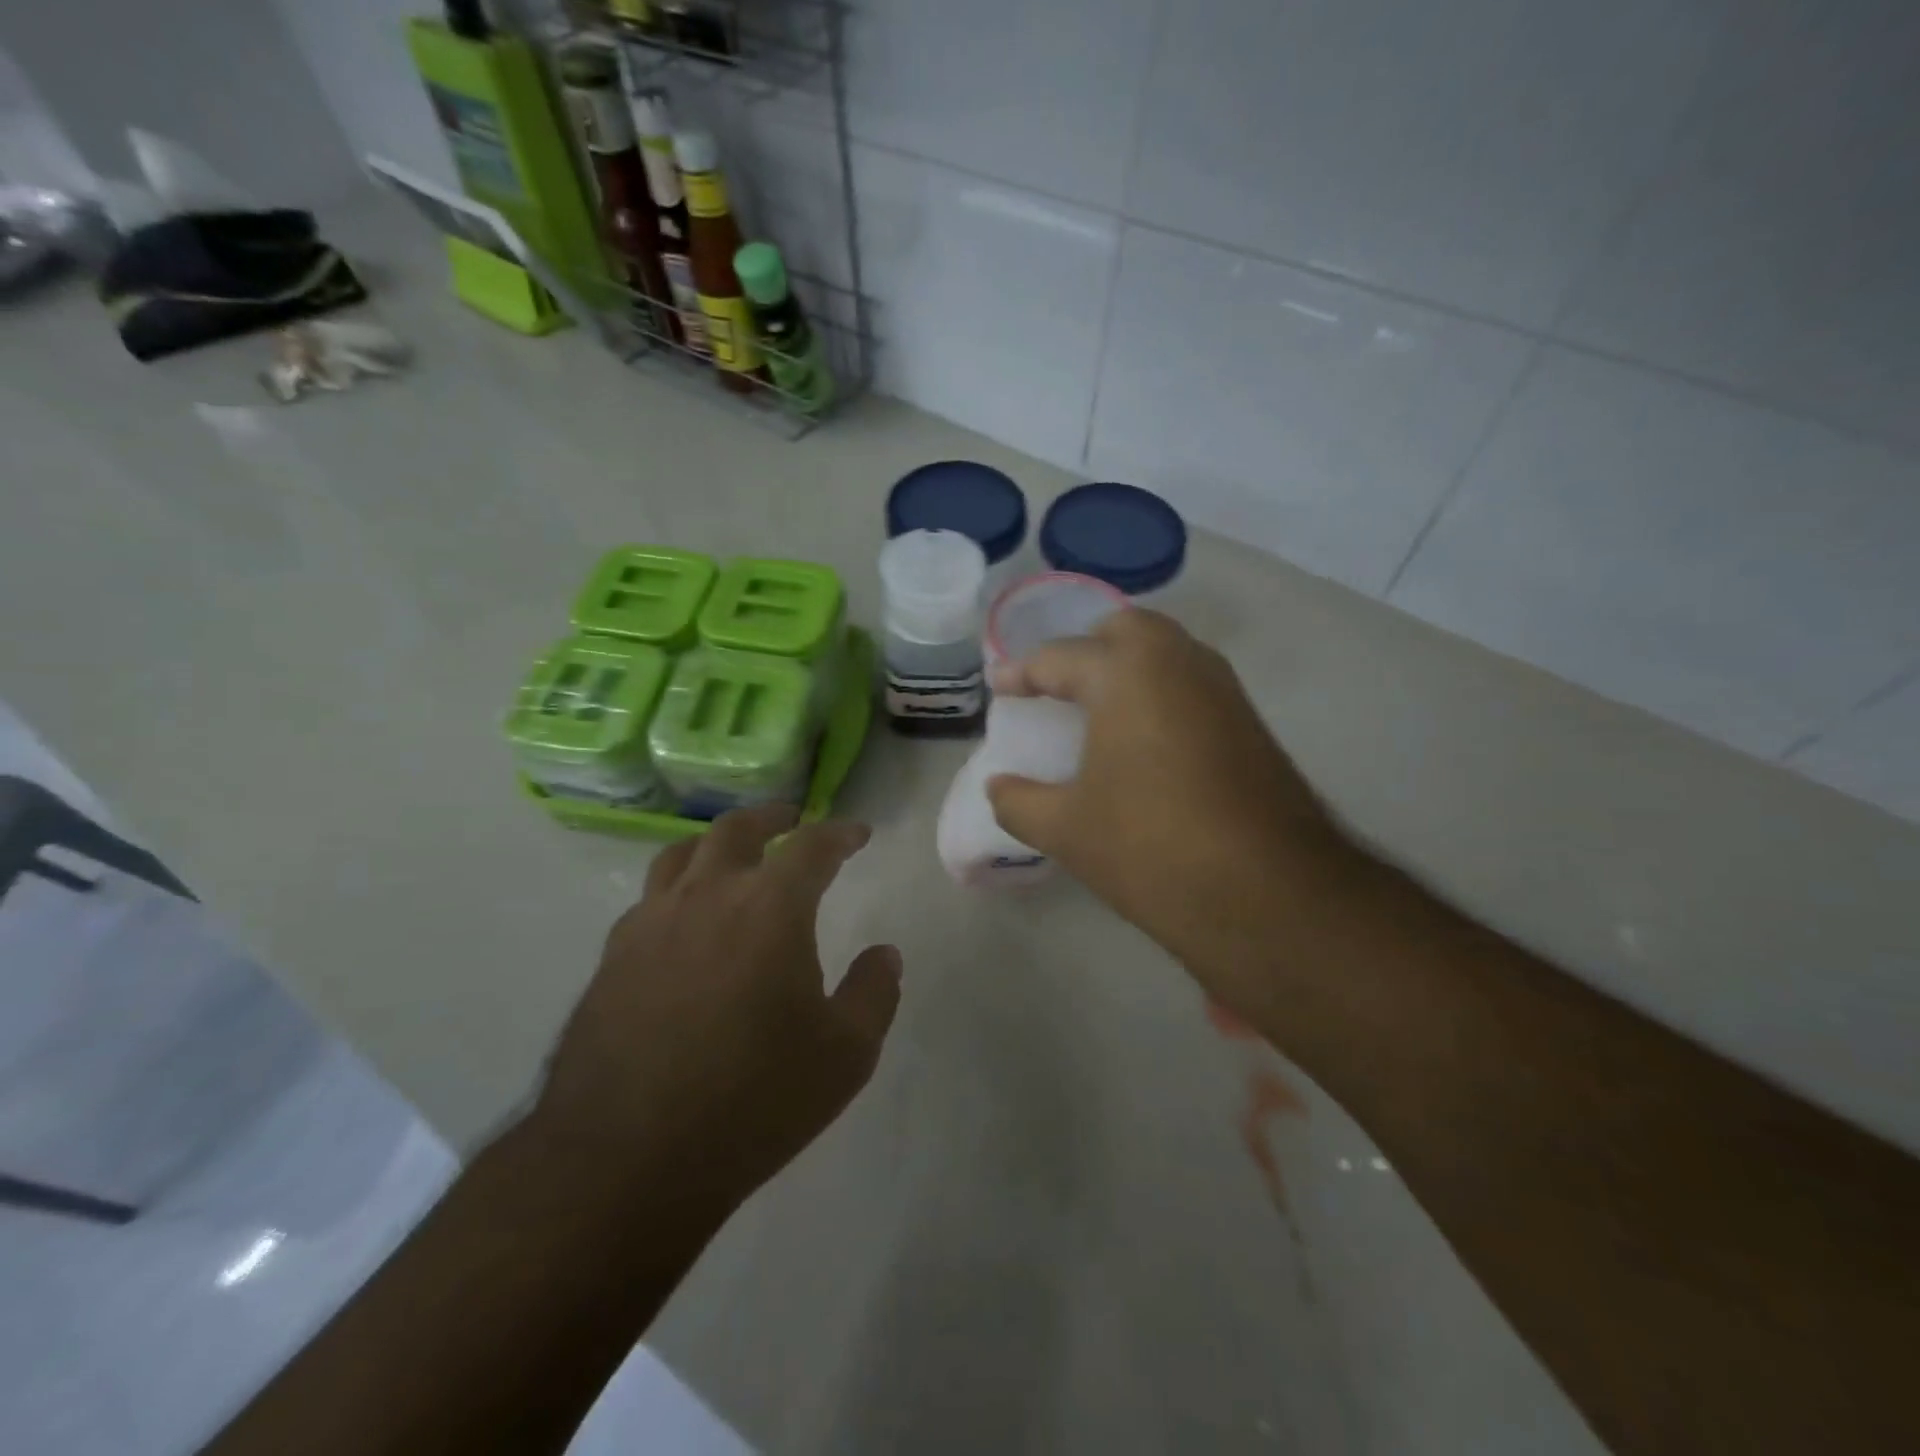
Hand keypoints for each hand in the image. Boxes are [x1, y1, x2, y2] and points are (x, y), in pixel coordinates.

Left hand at [533, 806, 901, 1216]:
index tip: (857, 833)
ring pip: (681, 854)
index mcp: (770, 907)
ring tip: (733, 854)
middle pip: (736, 830)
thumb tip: (884, 954)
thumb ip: (873, 993)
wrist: (626, 1160)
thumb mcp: (845, 1054)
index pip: (812, 846)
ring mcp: (650, 923)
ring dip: (716, 843)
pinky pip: (649, 900)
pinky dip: (678, 889)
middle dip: (772, 818)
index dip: (840, 833)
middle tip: (791, 820)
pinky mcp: (612, 958)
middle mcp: (707, 896)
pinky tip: (685, 920)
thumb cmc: (754, 1100)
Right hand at [986, 610, 1352, 1017]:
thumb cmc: (1150, 848)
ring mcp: (1223, 690)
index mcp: (1127, 673)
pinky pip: (1192, 685)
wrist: (1269, 896)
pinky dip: (1160, 693)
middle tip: (1056, 687)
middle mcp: (1180, 662)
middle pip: (1124, 631)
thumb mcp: (1066, 830)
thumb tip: (998, 788)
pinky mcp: (1249, 722)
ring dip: (1128, 669)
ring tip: (1097, 711)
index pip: (1059, 657)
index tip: (999, 688)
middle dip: (1085, 650)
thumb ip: (1018, 802)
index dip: (1021, 673)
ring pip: (1167, 653)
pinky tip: (1144, 741)